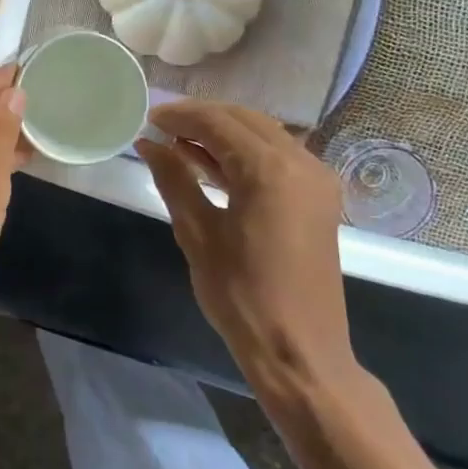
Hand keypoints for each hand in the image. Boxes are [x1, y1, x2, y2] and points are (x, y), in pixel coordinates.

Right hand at [136, 100, 355, 387]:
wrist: (300, 352)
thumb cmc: (242, 296)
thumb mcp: (197, 233)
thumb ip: (174, 179)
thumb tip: (148, 144)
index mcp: (270, 170)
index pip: (218, 123)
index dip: (180, 116)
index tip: (148, 118)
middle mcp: (301, 163)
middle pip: (245, 121)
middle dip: (202, 118)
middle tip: (161, 127)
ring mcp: (316, 180)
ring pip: (264, 135)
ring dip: (223, 134)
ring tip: (179, 143)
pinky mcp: (318, 199)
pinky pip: (277, 157)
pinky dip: (244, 153)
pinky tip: (211, 164)